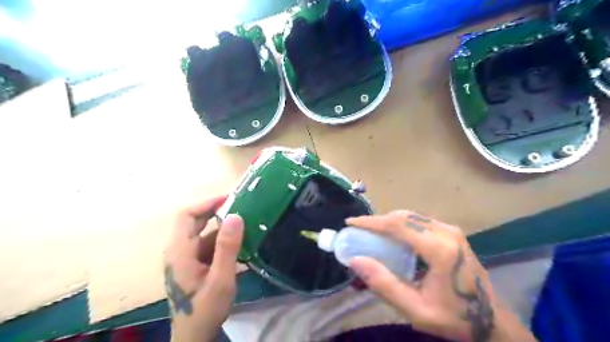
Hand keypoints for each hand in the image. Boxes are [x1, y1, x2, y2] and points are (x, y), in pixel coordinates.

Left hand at [165, 196, 243, 341]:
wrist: (194, 335)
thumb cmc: (205, 309)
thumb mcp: (221, 279)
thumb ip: (227, 248)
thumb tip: (235, 216)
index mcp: (180, 251)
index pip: (186, 215)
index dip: (206, 203)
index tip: (229, 199)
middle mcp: (179, 250)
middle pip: (194, 222)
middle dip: (216, 213)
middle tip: (241, 208)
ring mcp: (185, 258)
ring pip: (203, 234)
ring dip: (222, 228)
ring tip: (245, 225)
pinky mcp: (193, 265)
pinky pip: (207, 246)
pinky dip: (222, 241)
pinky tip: (240, 245)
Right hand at [347, 212, 537, 340]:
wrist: (492, 321)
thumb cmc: (454, 318)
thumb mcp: (415, 309)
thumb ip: (384, 284)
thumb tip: (355, 260)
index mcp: (440, 249)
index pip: (398, 225)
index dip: (371, 222)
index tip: (351, 222)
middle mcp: (447, 232)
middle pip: (404, 216)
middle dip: (378, 220)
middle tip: (359, 229)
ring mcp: (451, 231)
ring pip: (412, 216)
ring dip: (389, 221)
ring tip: (371, 231)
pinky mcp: (452, 233)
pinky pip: (420, 221)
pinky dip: (401, 224)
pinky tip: (392, 235)